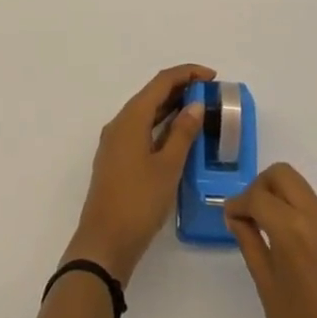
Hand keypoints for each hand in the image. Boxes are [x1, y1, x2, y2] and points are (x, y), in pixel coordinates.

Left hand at [65, 63, 214, 281]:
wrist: (104, 243)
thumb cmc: (138, 202)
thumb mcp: (167, 167)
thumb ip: (182, 133)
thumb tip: (195, 104)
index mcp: (131, 118)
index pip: (161, 82)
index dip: (187, 73)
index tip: (212, 76)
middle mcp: (120, 123)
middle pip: (152, 94)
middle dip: (180, 88)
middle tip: (210, 94)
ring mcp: (115, 142)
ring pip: (146, 113)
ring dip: (171, 107)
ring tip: (199, 111)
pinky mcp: (116, 159)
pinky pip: (141, 129)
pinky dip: (161, 125)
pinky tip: (177, 137)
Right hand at [225, 150, 316, 317]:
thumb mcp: (268, 294)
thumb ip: (252, 247)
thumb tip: (237, 216)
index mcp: (290, 234)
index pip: (256, 199)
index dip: (238, 205)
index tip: (228, 218)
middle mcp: (316, 220)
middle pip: (280, 179)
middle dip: (259, 187)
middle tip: (247, 214)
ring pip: (304, 183)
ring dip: (283, 185)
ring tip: (268, 204)